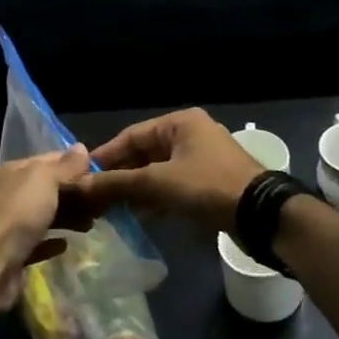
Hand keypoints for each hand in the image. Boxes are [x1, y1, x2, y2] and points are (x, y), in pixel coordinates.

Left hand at [0, 146, 91, 309]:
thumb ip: (65, 165)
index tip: (100, 173)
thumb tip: (81, 147)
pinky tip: (66, 245)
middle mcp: (6, 194)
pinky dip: (51, 242)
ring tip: (91, 224)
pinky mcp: (10, 253)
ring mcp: (6, 224)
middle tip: (101, 203)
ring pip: (41, 215)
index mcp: (11, 171)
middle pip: (45, 189)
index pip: (48, 159)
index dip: (73, 164)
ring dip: (65, 217)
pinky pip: (35, 242)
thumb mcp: (44, 179)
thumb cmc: (18, 212)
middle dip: (72, 194)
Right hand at [76, 109, 263, 231]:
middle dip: (120, 176)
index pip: (131, 135)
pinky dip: (154, 198)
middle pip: (144, 153)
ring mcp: (201, 160)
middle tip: (93, 197)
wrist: (260, 214)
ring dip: (135, 190)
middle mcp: (190, 135)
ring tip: (109, 210)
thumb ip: (117, 183)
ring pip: (157, 172)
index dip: (105, 156)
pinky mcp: (208, 183)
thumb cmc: (207, 186)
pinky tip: (137, 216)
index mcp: (179, 123)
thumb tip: (78, 186)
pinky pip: (172, 186)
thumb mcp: (157, 182)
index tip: (82, 176)